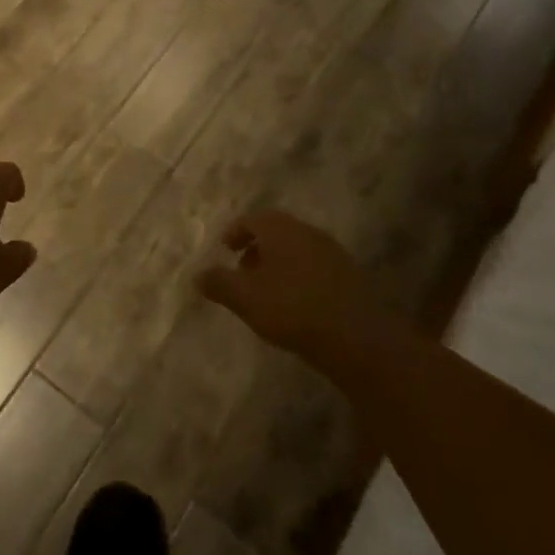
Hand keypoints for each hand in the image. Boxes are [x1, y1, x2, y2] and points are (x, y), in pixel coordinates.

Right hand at [195, 211, 381, 375]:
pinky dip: (298, 276)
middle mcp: (307, 232)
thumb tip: (197, 274)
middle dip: (257, 248)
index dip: (235, 232)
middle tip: (242, 272)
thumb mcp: (246, 298)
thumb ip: (219, 283)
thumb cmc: (292, 308)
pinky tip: (295, 304)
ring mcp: (332, 252)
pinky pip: (314, 266)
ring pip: (297, 249)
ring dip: (278, 263)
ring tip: (266, 292)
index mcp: (280, 229)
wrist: (357, 336)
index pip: (252, 218)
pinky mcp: (349, 275)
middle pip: (276, 231)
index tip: (225, 249)